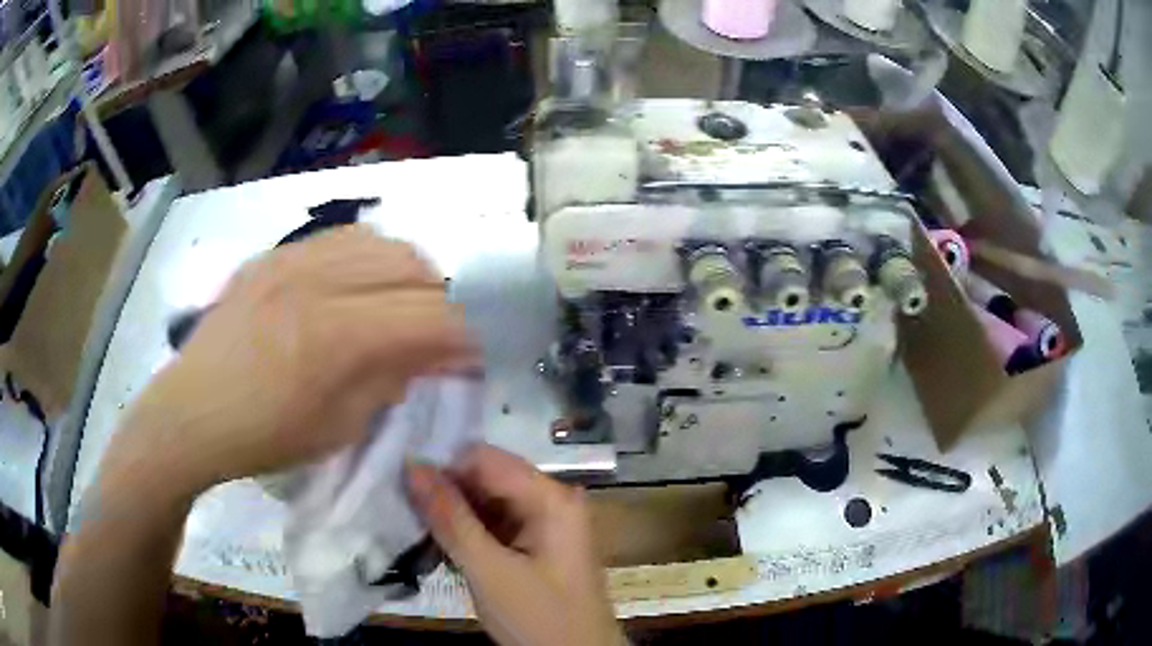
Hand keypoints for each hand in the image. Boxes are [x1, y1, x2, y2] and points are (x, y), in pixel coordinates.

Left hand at [106, 227, 476, 495]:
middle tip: (434, 337)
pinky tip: (360, 284)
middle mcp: (318, 281)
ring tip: (401, 305)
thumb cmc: (263, 437)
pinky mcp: (274, 255)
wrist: (193, 412)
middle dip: (439, 303)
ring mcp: (292, 259)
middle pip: (412, 267)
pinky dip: (367, 257)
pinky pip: (339, 237)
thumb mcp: (338, 428)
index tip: (469, 361)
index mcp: (336, 337)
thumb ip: (390, 381)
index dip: (462, 340)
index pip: (429, 317)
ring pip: (380, 241)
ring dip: (406, 274)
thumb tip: (429, 355)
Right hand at [407, 446, 625, 645]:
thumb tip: (413, 465)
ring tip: (421, 532)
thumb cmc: (538, 619)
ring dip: (455, 516)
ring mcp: (546, 523)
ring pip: (487, 502)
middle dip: (447, 493)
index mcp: (551, 497)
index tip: (404, 489)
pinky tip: (445, 548)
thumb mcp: (489, 571)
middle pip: (487, 478)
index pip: (484, 458)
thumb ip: (450, 519)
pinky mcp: (537, 544)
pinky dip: (469, 533)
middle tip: (407, 513)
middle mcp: (552, 499)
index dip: (443, 468)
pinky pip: (496, 525)